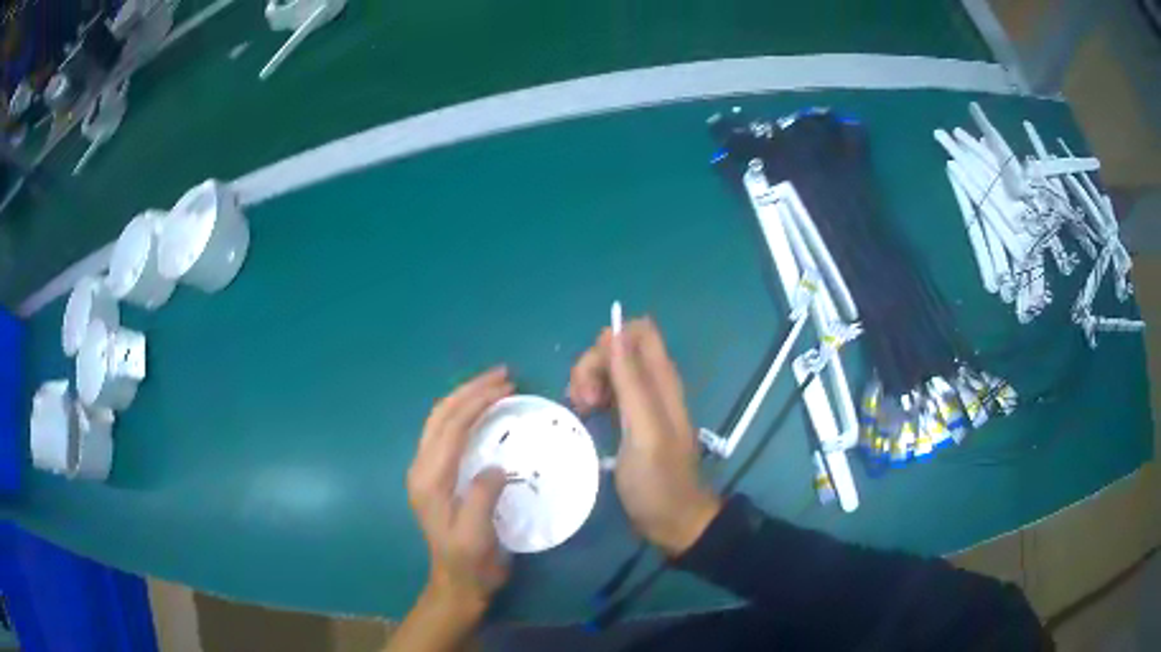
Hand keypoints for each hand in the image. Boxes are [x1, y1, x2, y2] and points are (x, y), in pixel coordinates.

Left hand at [407, 367, 514, 615]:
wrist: (457, 583)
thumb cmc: (469, 561)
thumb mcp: (476, 534)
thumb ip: (482, 496)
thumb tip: (497, 465)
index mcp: (428, 479)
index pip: (451, 427)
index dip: (477, 402)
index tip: (506, 386)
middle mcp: (421, 468)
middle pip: (441, 416)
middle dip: (470, 390)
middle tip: (503, 376)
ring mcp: (425, 471)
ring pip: (439, 421)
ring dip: (465, 398)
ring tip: (494, 386)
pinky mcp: (434, 477)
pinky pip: (445, 434)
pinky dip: (463, 415)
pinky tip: (481, 413)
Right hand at [569, 318, 720, 555]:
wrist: (671, 520)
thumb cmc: (658, 480)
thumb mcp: (644, 431)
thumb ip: (632, 382)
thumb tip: (614, 332)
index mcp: (662, 380)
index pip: (637, 331)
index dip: (611, 343)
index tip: (595, 375)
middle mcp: (653, 384)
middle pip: (616, 348)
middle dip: (592, 366)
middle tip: (583, 402)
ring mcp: (641, 402)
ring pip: (608, 369)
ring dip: (588, 382)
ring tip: (581, 411)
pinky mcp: (630, 420)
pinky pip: (607, 392)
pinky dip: (591, 397)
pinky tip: (584, 417)